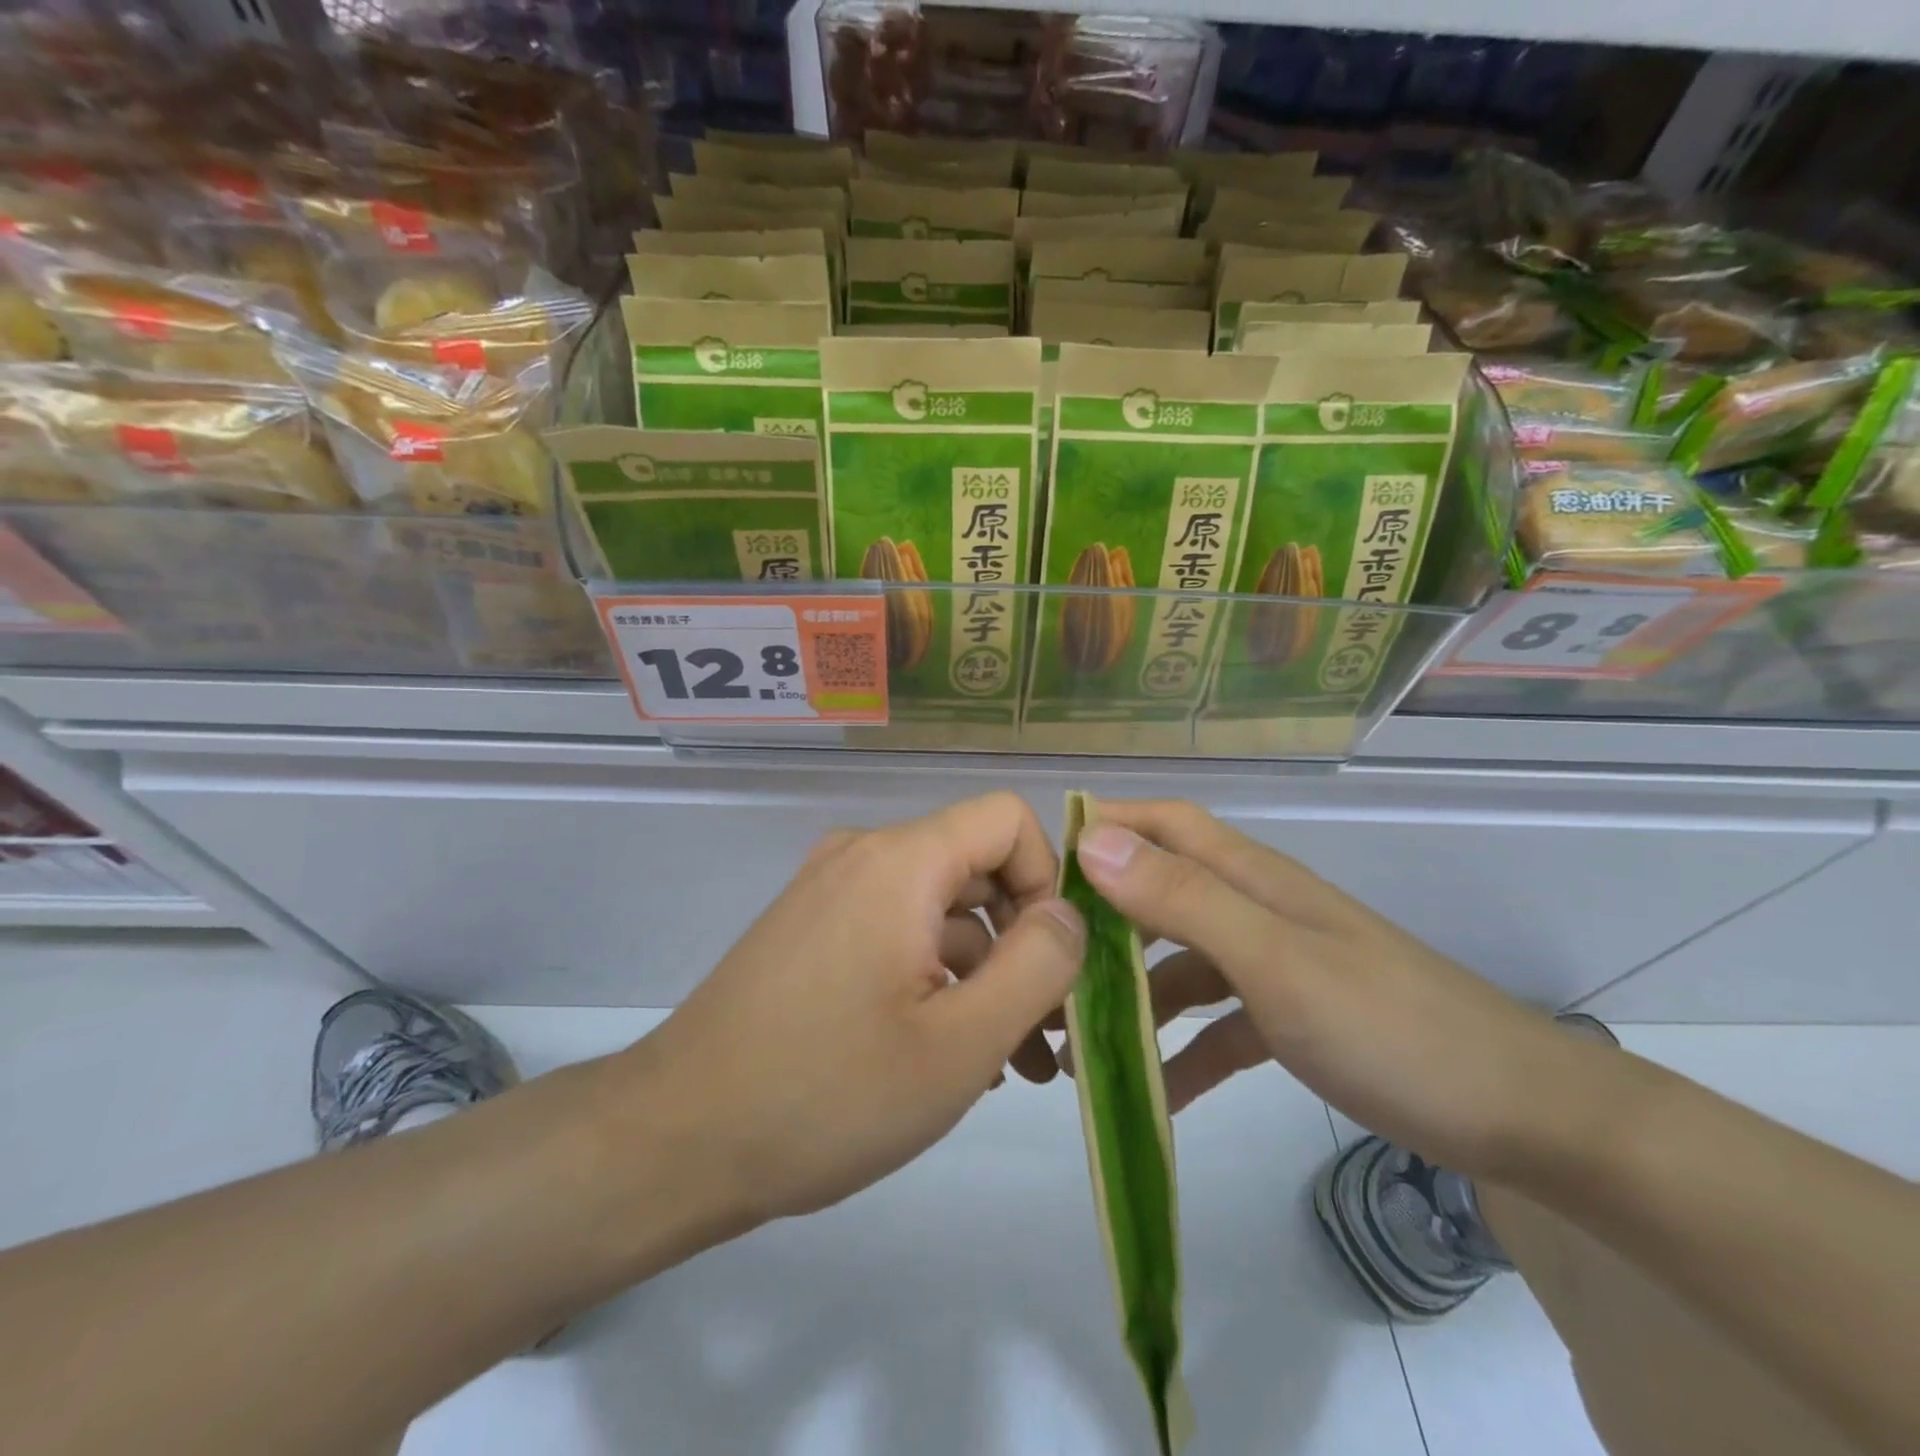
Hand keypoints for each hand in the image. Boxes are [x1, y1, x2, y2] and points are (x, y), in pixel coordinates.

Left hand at [620, 792, 1084, 1227]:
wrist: (677, 1140)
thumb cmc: (828, 1093)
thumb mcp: (960, 1043)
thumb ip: (1037, 966)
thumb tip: (1069, 914)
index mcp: (900, 861)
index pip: (1007, 819)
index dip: (1048, 880)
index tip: (1056, 963)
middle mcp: (864, 857)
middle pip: (976, 868)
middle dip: (1024, 943)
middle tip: (1049, 1033)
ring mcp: (832, 894)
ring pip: (940, 911)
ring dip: (984, 975)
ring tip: (1011, 1066)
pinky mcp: (813, 932)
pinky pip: (898, 934)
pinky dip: (936, 980)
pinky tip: (950, 1057)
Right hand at [1073, 799, 1592, 1178]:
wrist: (1519, 1116)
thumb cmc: (1388, 1026)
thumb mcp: (1275, 960)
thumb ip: (1183, 899)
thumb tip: (1092, 841)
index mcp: (1249, 877)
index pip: (1162, 823)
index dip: (1103, 827)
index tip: (1039, 866)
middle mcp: (1254, 907)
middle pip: (1159, 893)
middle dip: (1100, 922)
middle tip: (1045, 965)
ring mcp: (1272, 963)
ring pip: (1179, 963)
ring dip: (1131, 996)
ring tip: (1078, 1044)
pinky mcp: (1289, 1017)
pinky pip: (1215, 1024)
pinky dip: (1181, 1051)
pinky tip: (1153, 1095)